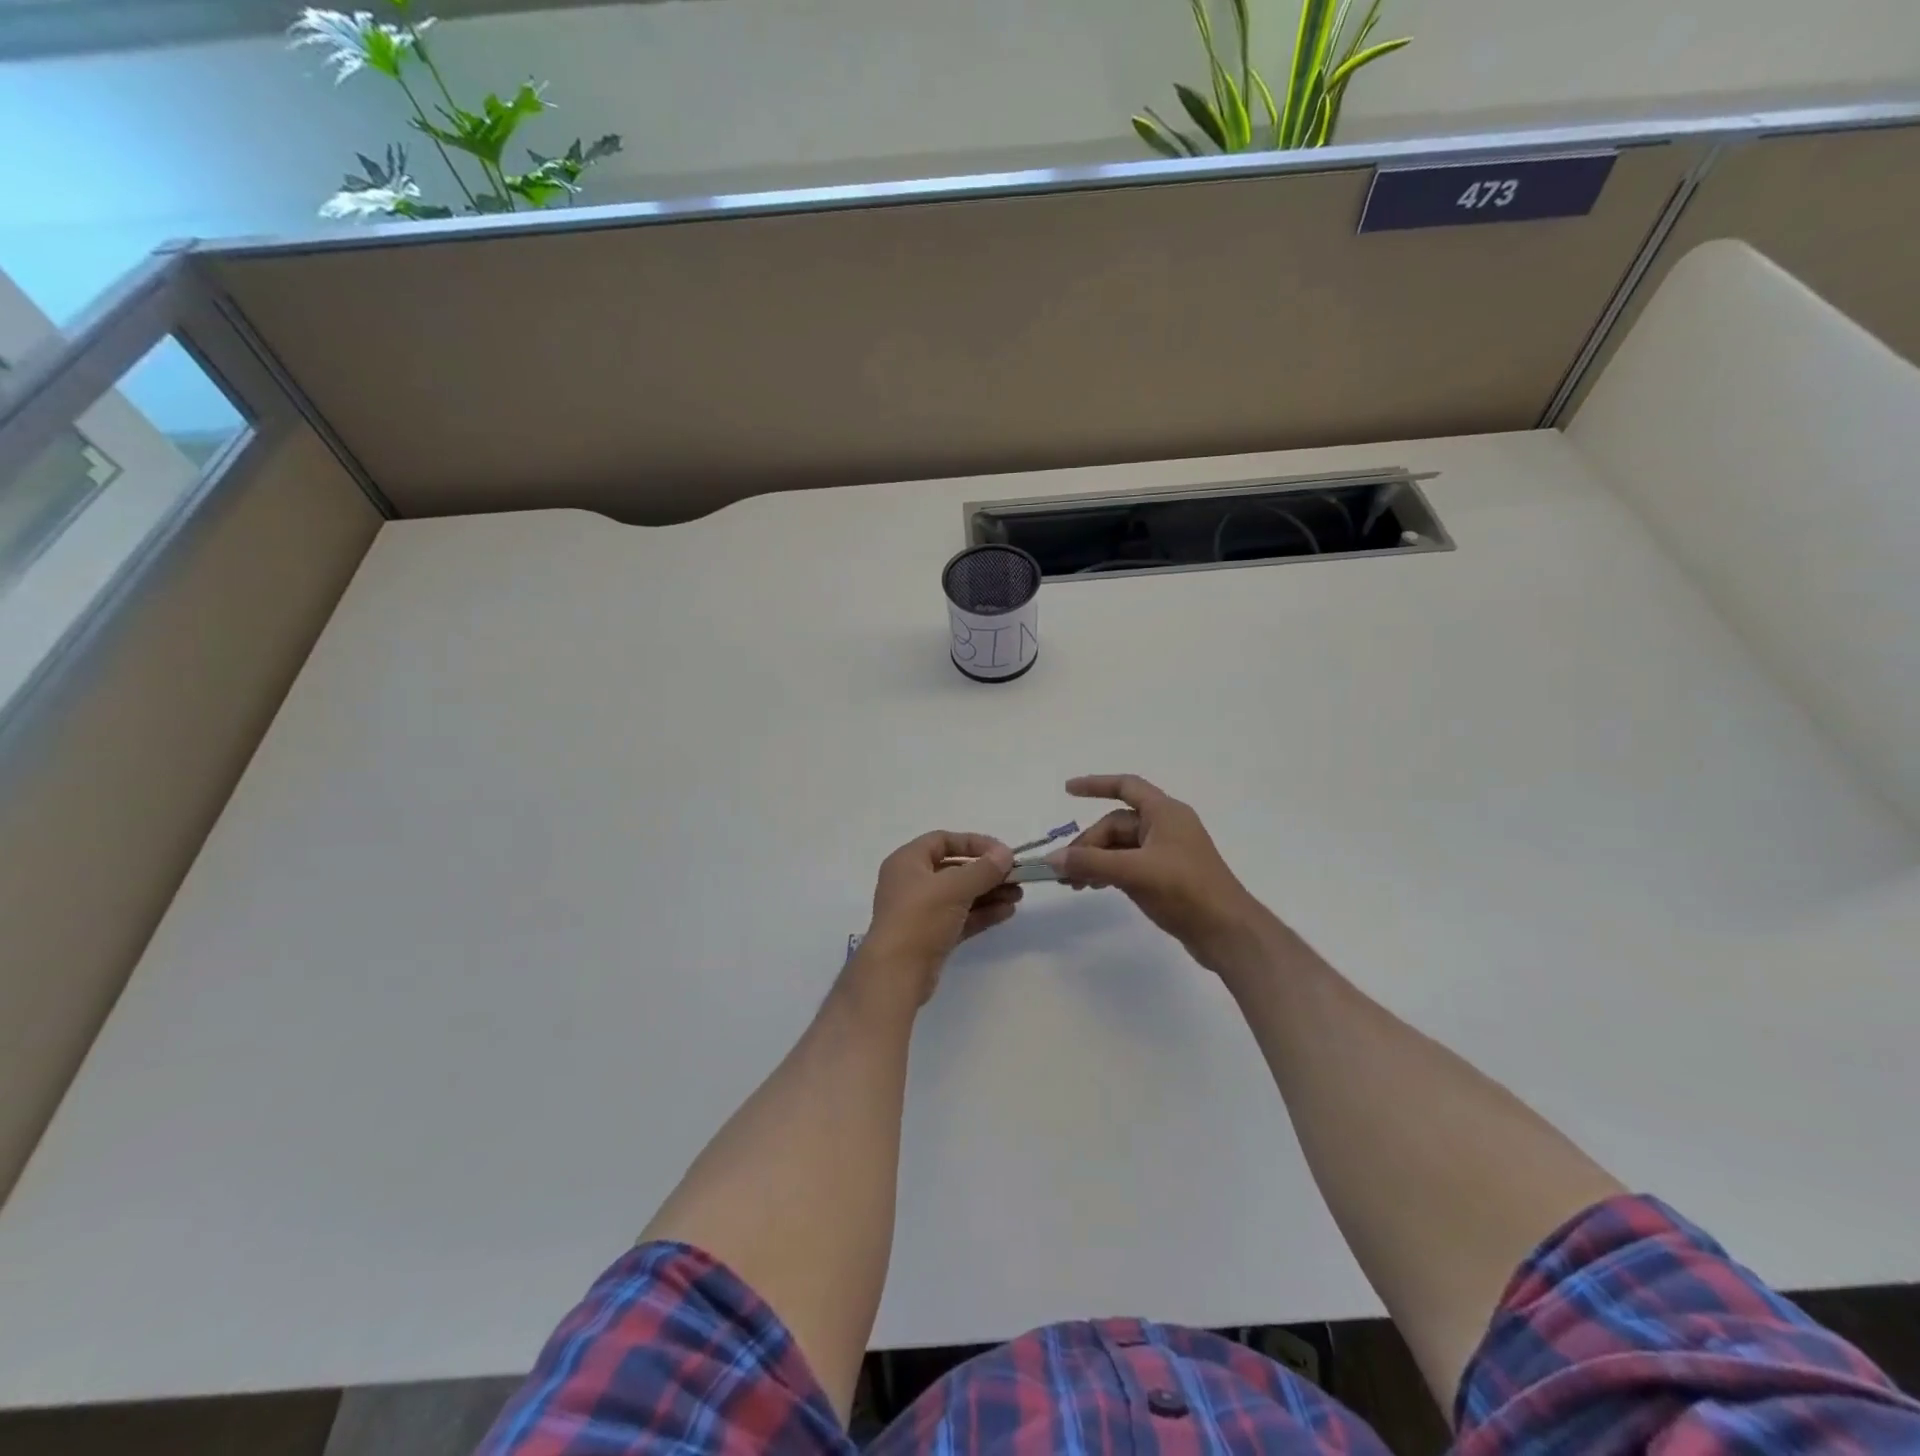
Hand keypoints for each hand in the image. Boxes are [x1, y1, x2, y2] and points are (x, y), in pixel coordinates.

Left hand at [852, 832, 1021, 1006]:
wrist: (896, 974)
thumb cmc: (920, 918)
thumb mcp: (954, 888)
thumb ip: (983, 869)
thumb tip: (1005, 854)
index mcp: (907, 862)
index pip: (943, 840)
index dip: (973, 843)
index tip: (1002, 852)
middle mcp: (912, 882)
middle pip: (954, 869)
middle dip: (986, 872)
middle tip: (1016, 877)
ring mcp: (921, 911)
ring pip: (960, 895)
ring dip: (989, 893)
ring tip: (1018, 896)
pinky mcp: (931, 936)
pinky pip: (960, 917)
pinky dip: (982, 913)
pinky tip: (1007, 912)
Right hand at [1048, 775, 1265, 973]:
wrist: (1227, 932)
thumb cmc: (1185, 890)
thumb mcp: (1134, 872)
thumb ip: (1091, 862)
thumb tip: (1052, 859)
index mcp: (1164, 812)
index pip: (1126, 786)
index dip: (1095, 784)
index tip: (1067, 791)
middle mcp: (1166, 826)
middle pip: (1116, 825)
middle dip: (1088, 844)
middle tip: (1065, 871)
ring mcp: (1167, 853)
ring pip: (1120, 847)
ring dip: (1095, 861)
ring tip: (1072, 884)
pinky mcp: (1167, 876)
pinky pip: (1129, 865)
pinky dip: (1109, 872)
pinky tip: (1094, 887)